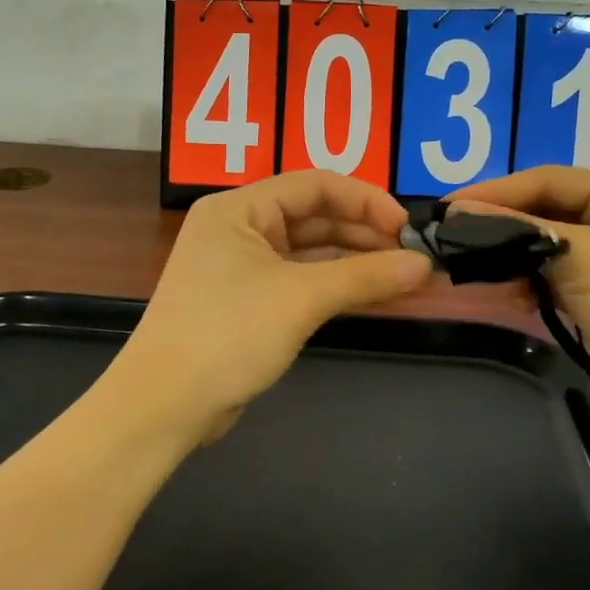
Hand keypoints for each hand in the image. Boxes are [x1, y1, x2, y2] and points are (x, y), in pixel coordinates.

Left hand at [109, 171, 434, 440]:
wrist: (165, 404)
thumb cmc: (228, 334)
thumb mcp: (300, 299)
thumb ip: (364, 277)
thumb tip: (424, 265)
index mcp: (238, 208)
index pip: (314, 185)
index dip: (365, 200)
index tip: (406, 227)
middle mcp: (237, 228)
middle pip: (312, 216)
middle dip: (363, 232)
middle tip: (411, 255)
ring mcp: (240, 266)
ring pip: (308, 251)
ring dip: (353, 261)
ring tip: (403, 275)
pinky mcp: (246, 302)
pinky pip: (299, 280)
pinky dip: (334, 286)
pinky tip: (371, 294)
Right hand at [451, 167, 589, 402]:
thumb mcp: (580, 256)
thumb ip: (518, 228)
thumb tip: (456, 209)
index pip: (550, 179)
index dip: (497, 190)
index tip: (448, 205)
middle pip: (547, 209)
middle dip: (502, 222)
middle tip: (451, 233)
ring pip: (546, 243)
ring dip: (511, 253)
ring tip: (471, 263)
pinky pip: (552, 273)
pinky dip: (527, 279)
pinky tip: (504, 290)